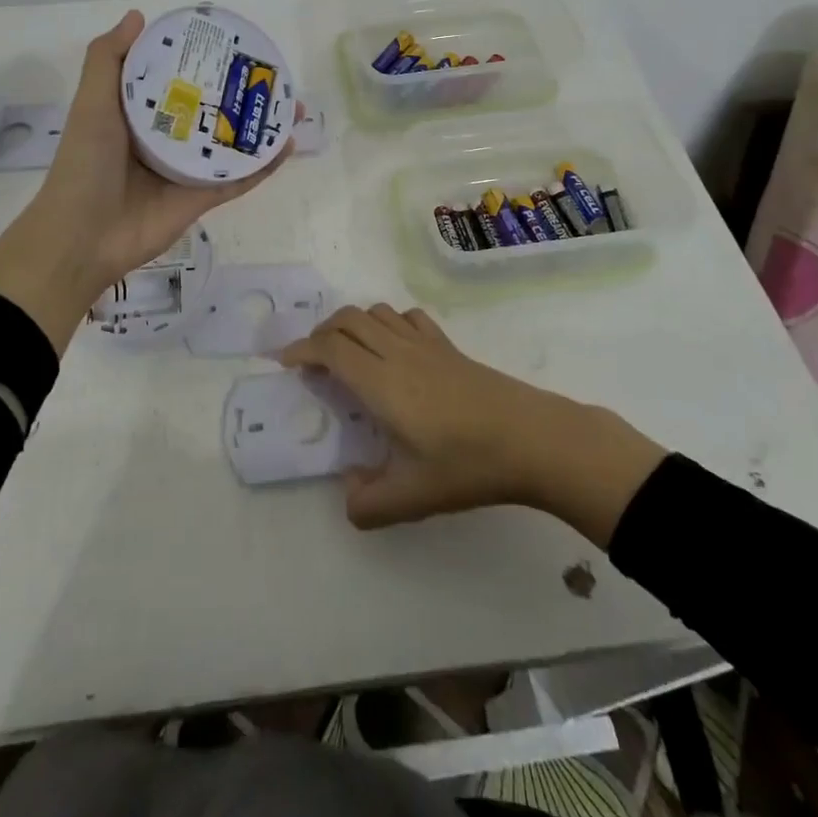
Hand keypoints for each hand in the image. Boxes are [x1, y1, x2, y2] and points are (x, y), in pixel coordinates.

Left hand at [0, 10, 296, 353]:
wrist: (82, 237)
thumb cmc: (85, 163)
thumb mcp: (92, 104)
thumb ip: (108, 60)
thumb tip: (138, 16)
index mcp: (139, 114)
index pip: (177, 79)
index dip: (203, 62)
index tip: (232, 43)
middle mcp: (166, 138)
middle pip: (213, 110)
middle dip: (243, 94)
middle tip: (273, 77)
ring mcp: (186, 171)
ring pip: (232, 143)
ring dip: (262, 127)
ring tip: (292, 107)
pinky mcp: (201, 199)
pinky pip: (238, 179)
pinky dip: (263, 165)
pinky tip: (287, 146)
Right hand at [278, 305, 666, 544]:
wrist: (532, 438)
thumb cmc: (468, 464)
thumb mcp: (414, 497)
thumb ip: (370, 504)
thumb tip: (347, 498)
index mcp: (380, 383)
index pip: (330, 348)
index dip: (302, 349)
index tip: (285, 362)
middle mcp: (396, 353)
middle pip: (347, 319)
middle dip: (321, 333)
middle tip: (312, 361)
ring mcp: (425, 345)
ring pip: (376, 312)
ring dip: (352, 324)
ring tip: (348, 353)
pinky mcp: (449, 347)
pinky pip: (408, 318)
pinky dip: (388, 322)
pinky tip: (394, 347)